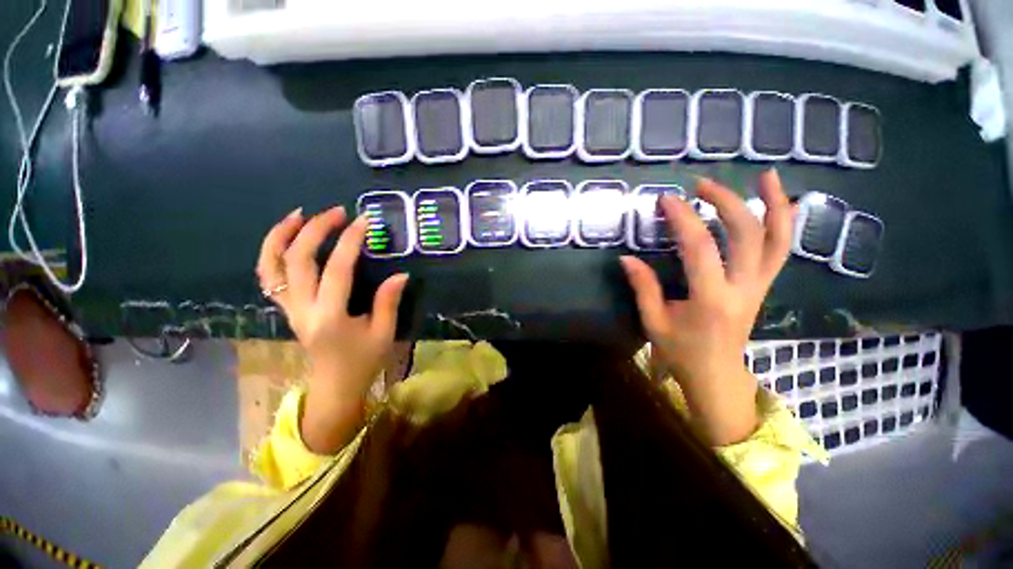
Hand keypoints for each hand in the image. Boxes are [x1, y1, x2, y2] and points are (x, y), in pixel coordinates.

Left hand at [257, 206, 408, 452]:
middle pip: (297, 260)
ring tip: (299, 214)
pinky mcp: (287, 309)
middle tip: (337, 212)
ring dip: (281, 236)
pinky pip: (269, 277)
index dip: (350, 241)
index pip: (337, 270)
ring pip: (271, 266)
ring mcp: (289, 309)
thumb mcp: (384, 333)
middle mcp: (303, 310)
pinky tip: (287, 239)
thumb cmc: (363, 362)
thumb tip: (401, 274)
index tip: (364, 221)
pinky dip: (272, 253)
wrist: (334, 386)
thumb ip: (388, 302)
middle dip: (315, 229)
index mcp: (330, 317)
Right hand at [620, 170, 792, 445]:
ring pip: (777, 240)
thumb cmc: (681, 351)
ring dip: (773, 205)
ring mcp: (759, 286)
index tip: (666, 199)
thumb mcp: (654, 322)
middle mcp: (742, 289)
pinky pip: (781, 251)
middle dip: (725, 202)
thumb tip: (626, 258)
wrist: (716, 374)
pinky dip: (784, 224)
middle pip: (746, 235)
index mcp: (710, 299)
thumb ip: (643, 288)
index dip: (683, 219)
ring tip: (766, 176)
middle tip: (701, 184)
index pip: (700, 248)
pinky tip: (781, 203)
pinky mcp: (763, 286)